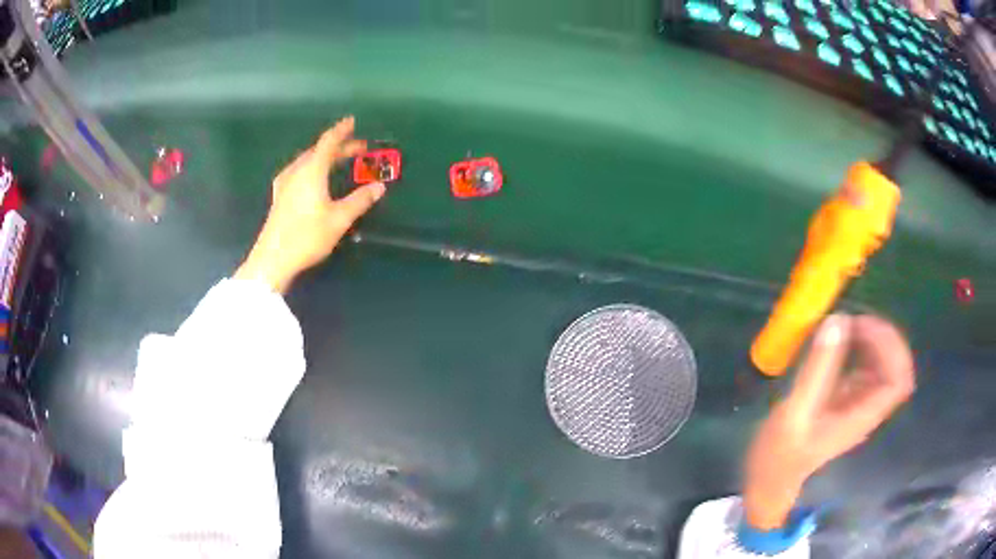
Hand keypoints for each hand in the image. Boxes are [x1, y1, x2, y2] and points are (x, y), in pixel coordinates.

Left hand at [235, 116, 385, 292]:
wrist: (273, 259)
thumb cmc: (307, 236)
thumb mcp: (339, 219)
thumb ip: (360, 200)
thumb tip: (379, 186)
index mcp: (312, 171)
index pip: (328, 142)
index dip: (341, 131)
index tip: (352, 121)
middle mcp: (296, 171)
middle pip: (318, 150)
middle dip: (338, 147)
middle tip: (357, 149)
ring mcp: (285, 183)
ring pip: (306, 161)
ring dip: (323, 157)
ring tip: (337, 161)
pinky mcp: (279, 196)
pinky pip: (298, 171)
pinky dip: (311, 167)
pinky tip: (312, 177)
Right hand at [743, 314, 915, 529]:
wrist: (771, 476)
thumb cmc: (782, 452)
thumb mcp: (796, 411)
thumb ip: (817, 369)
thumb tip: (838, 320)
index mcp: (863, 416)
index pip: (898, 380)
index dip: (891, 348)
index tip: (864, 327)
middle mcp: (868, 407)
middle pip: (897, 368)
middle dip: (884, 339)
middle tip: (856, 321)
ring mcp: (859, 402)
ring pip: (884, 364)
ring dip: (873, 340)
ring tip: (848, 325)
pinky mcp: (847, 397)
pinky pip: (866, 366)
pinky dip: (861, 346)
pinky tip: (841, 339)